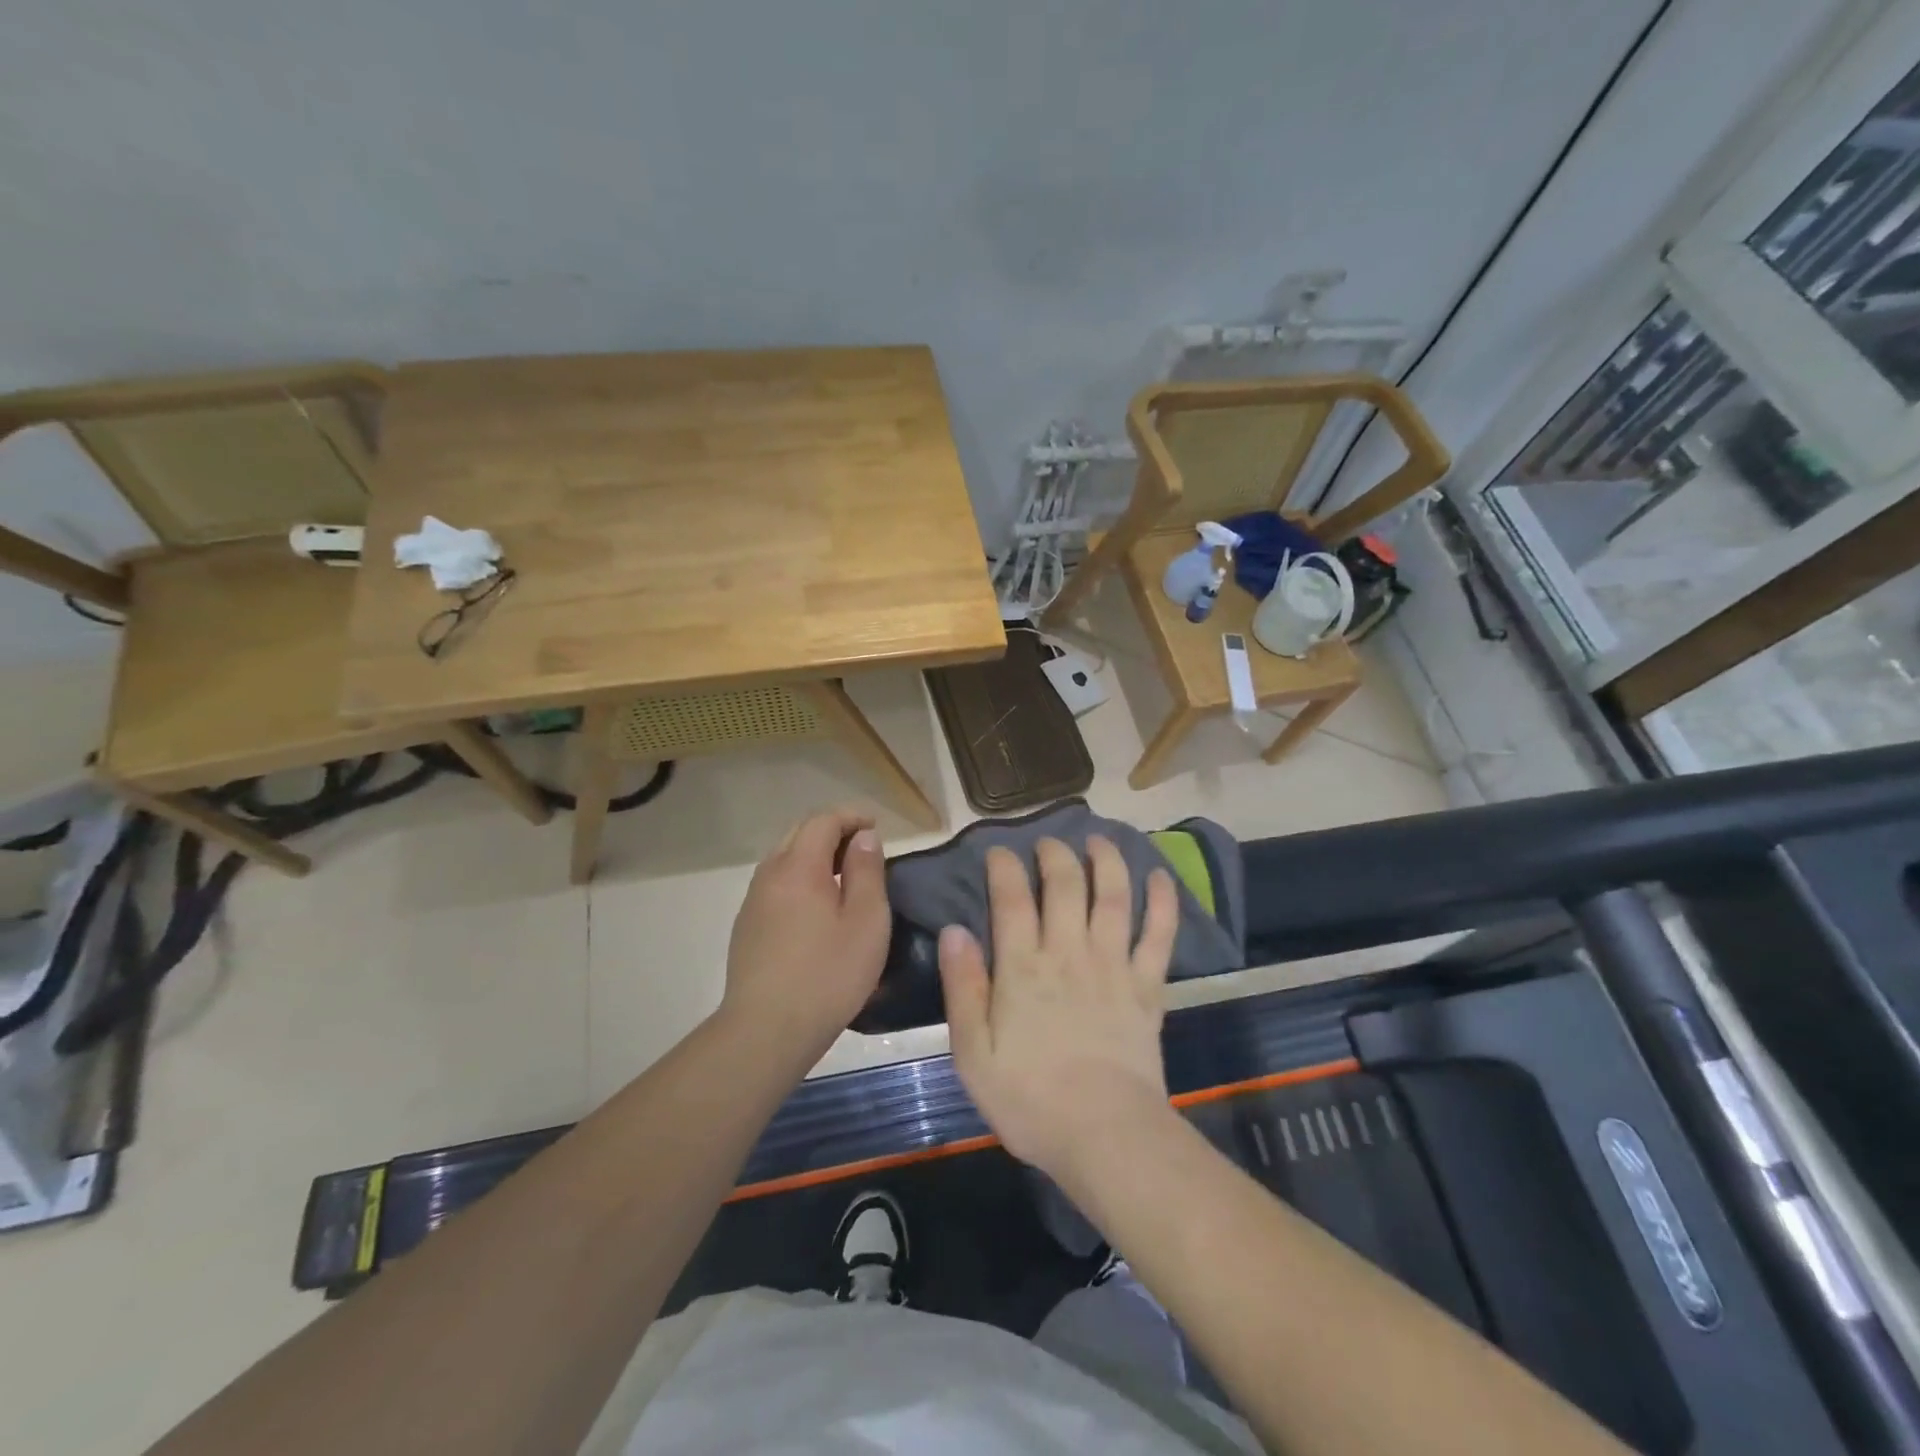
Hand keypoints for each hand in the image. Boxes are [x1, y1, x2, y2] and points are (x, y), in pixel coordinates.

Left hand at [721, 808, 890, 1059]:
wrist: (766, 1030)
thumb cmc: (828, 974)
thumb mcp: (866, 921)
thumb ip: (867, 871)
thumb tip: (863, 837)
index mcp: (799, 867)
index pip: (822, 820)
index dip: (851, 817)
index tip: (876, 828)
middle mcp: (769, 875)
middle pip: (798, 834)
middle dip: (831, 832)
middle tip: (862, 849)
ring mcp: (753, 902)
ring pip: (784, 860)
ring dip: (814, 857)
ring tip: (843, 878)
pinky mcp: (746, 928)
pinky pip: (775, 886)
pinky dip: (799, 880)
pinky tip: (816, 909)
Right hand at [938, 836, 1178, 1179]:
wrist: (1104, 1135)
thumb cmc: (1029, 1099)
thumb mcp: (973, 1052)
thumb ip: (962, 988)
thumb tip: (953, 931)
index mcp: (1023, 968)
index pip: (1012, 899)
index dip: (1004, 867)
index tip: (999, 851)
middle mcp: (1069, 953)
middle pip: (1066, 885)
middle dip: (1056, 853)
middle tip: (1048, 842)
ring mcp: (1113, 966)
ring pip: (1113, 896)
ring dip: (1107, 861)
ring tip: (1100, 840)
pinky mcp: (1148, 986)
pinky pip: (1159, 935)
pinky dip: (1162, 902)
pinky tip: (1160, 877)